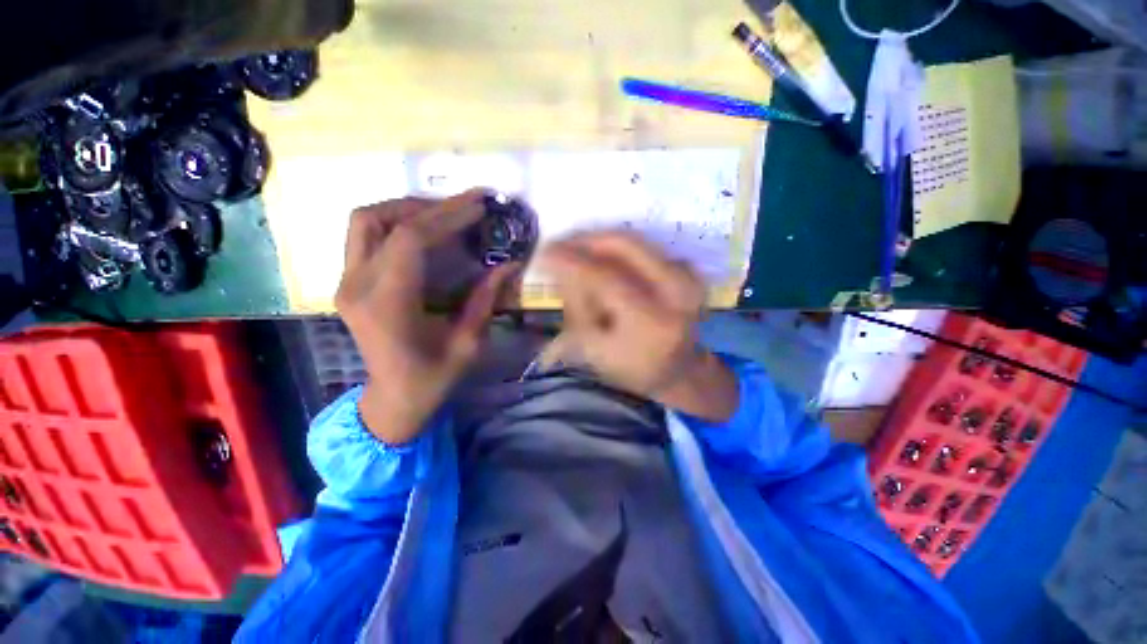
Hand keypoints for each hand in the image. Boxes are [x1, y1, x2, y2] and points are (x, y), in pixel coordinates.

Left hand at [336, 190, 516, 444]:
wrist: (393, 399)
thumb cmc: (433, 378)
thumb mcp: (468, 343)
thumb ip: (486, 299)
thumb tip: (510, 264)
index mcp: (388, 305)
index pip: (410, 239)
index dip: (447, 216)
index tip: (479, 206)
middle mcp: (357, 286)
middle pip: (381, 219)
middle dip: (428, 205)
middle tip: (466, 206)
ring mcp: (345, 283)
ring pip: (365, 220)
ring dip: (407, 209)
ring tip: (446, 213)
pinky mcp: (347, 283)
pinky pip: (365, 235)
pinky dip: (395, 222)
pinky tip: (425, 230)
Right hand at [540, 231, 737, 421]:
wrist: (678, 372)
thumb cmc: (631, 368)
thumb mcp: (594, 348)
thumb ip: (576, 306)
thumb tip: (559, 266)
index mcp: (651, 321)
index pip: (605, 277)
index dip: (571, 260)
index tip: (543, 252)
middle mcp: (677, 292)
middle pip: (625, 245)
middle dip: (586, 239)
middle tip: (559, 244)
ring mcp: (688, 277)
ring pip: (635, 240)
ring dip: (600, 241)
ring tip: (576, 251)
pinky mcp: (689, 270)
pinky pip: (646, 247)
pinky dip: (620, 248)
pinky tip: (603, 259)